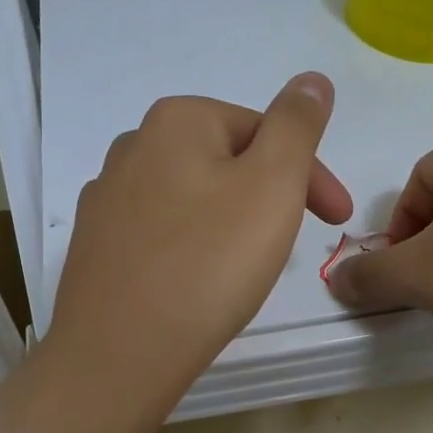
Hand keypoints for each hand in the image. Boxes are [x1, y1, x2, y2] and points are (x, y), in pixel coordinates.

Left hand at [47, 73, 352, 410]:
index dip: (310, 174)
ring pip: (192, 201)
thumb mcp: (272, 183)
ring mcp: (105, 200)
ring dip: (230, 224)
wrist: (119, 353)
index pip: (265, 131)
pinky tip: (196, 285)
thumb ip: (297, 124)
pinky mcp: (95, 249)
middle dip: (268, 197)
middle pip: (225, 163)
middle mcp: (131, 148)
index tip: (338, 220)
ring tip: (245, 270)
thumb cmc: (208, 263)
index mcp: (176, 121)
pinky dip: (191, 251)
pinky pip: (160, 236)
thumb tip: (311, 79)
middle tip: (291, 246)